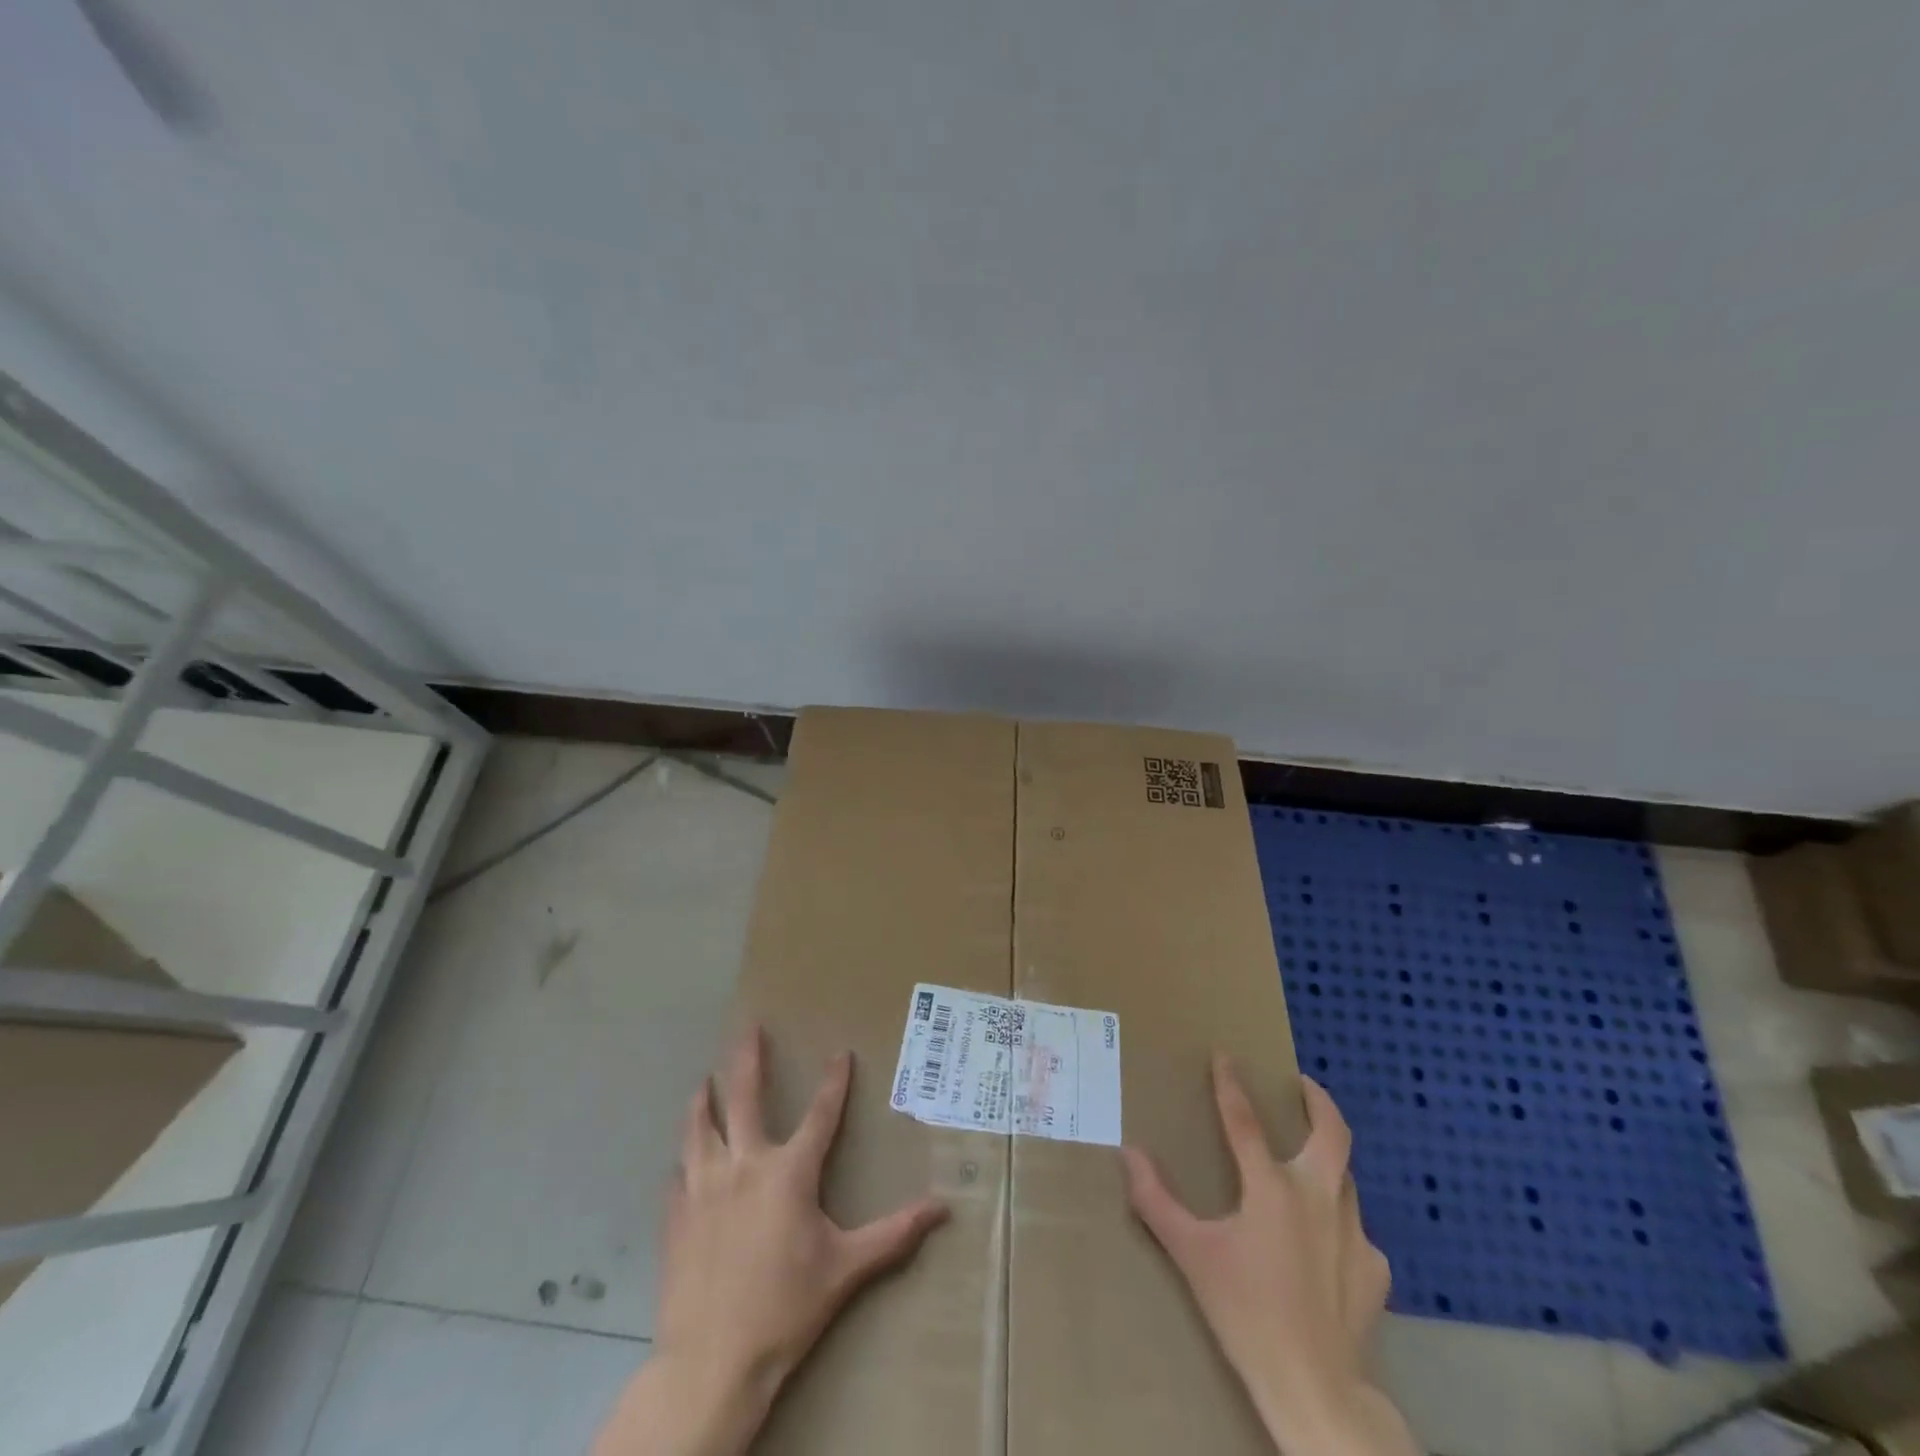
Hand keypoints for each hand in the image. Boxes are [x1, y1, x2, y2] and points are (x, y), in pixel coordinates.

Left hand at [593, 1028, 947, 1455]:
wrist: (712, 1361)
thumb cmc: (786, 1308)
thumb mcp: (847, 1269)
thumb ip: (894, 1234)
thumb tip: (943, 1209)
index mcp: (789, 1172)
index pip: (820, 1114)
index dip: (834, 1082)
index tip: (840, 1053)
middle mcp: (744, 1165)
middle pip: (743, 1098)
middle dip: (747, 1060)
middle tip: (748, 1028)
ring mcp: (704, 1187)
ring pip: (699, 1128)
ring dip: (702, 1101)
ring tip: (702, 1082)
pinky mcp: (676, 1215)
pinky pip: (677, 1175)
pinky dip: (683, 1162)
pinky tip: (681, 1162)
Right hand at [1122, 1057, 1415, 1455]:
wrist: (1316, 1390)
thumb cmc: (1246, 1313)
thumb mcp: (1191, 1255)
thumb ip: (1156, 1201)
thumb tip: (1128, 1153)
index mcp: (1272, 1189)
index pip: (1245, 1121)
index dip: (1230, 1084)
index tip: (1224, 1056)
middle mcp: (1319, 1198)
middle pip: (1332, 1132)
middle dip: (1318, 1100)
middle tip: (1302, 1084)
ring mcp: (1354, 1233)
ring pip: (1346, 1177)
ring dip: (1328, 1160)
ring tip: (1309, 1161)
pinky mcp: (1375, 1270)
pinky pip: (1356, 1229)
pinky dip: (1339, 1222)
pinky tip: (1325, 1244)